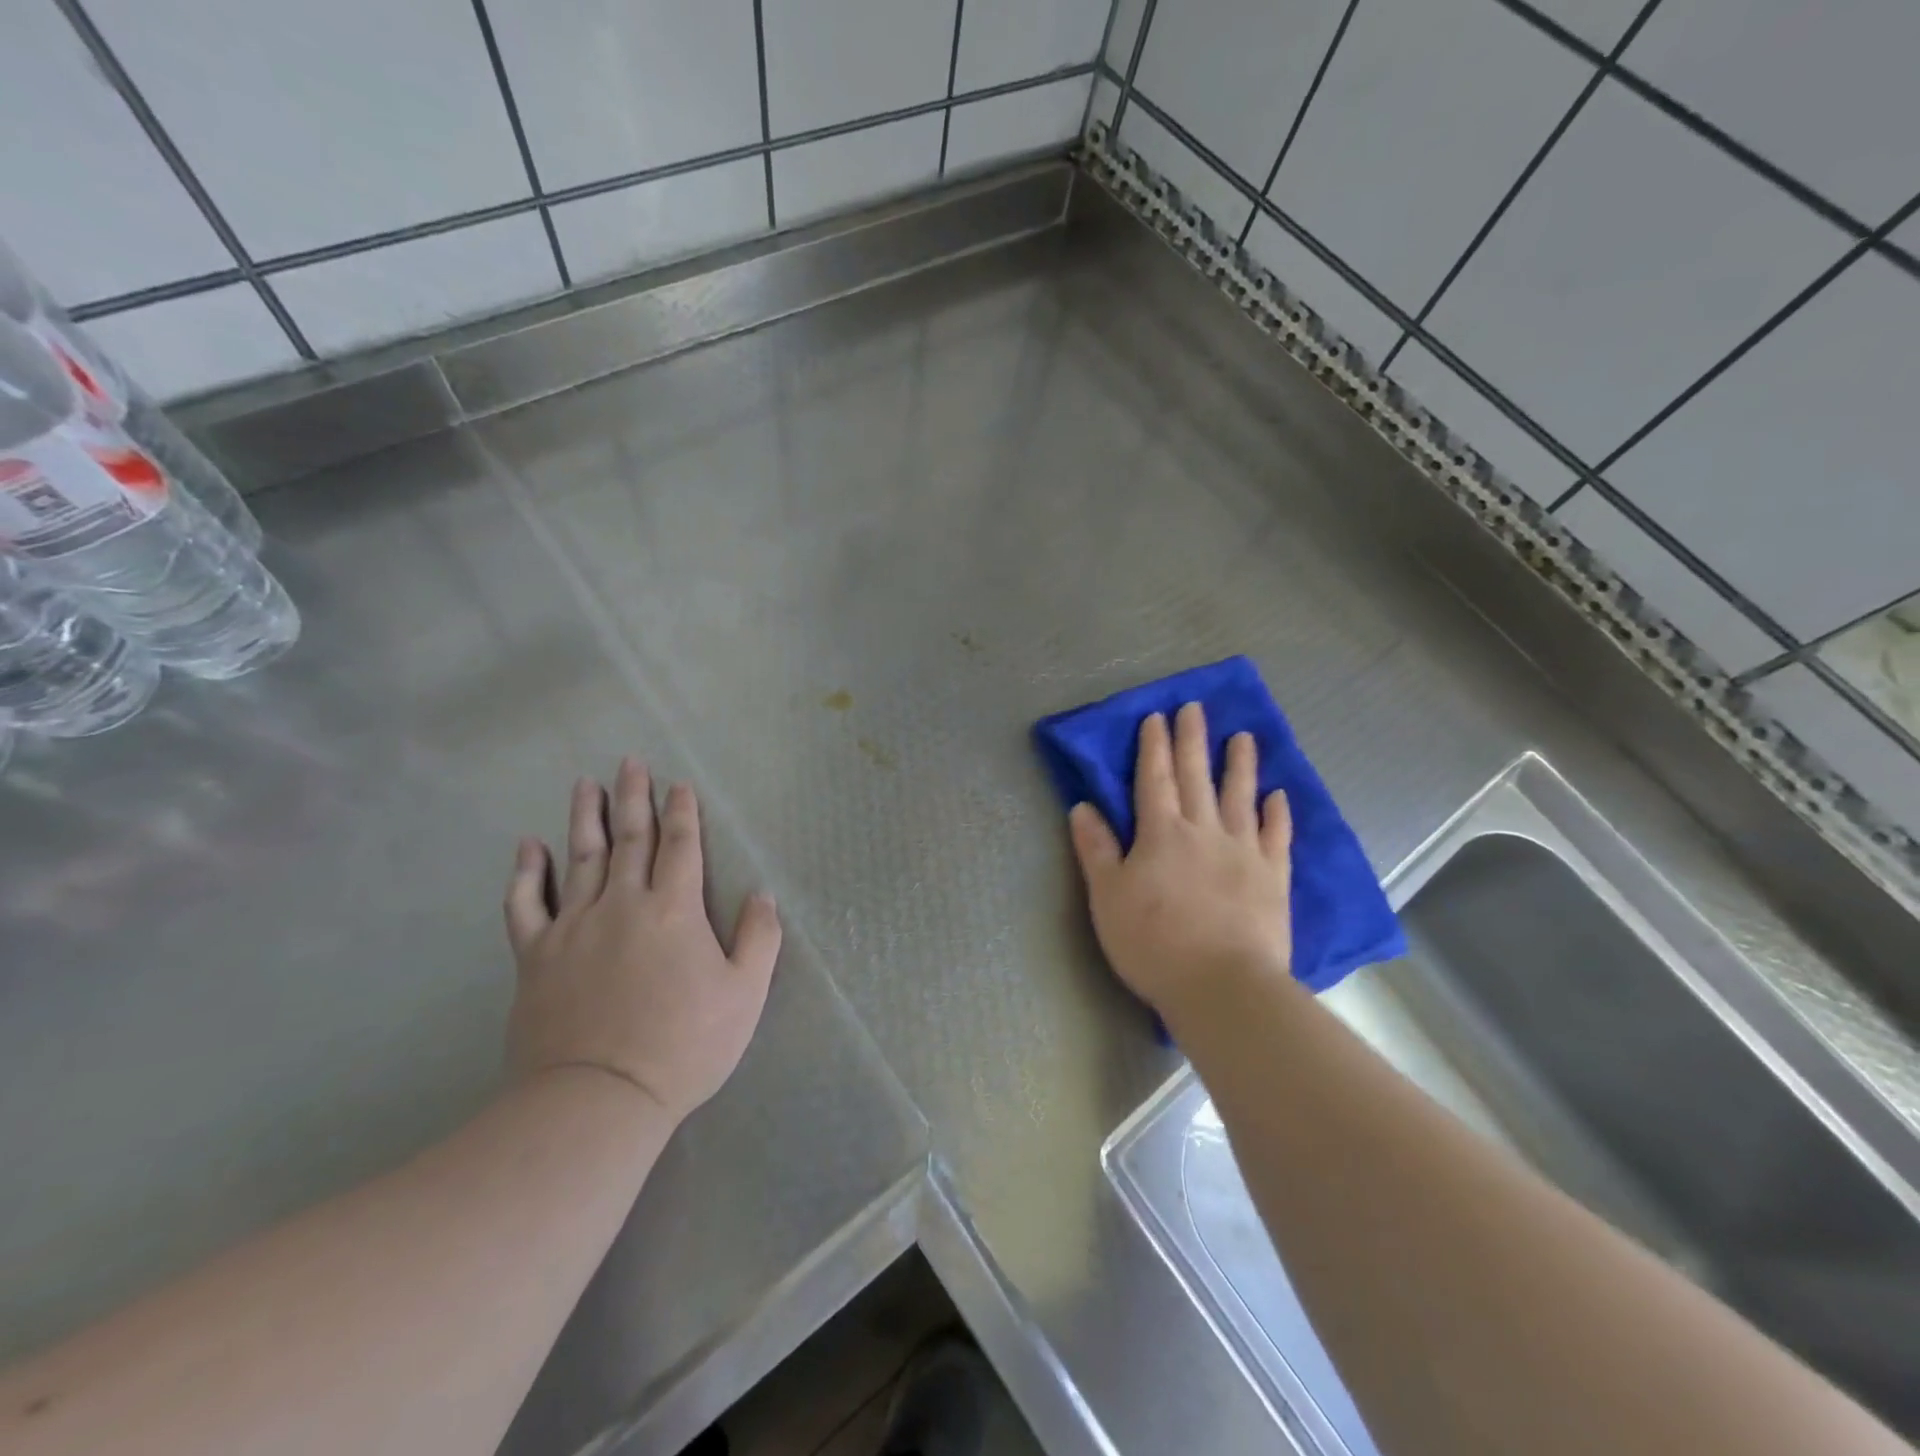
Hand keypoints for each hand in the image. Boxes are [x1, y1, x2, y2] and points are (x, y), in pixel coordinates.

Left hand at [503, 759, 781, 1124]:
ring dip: (585, 818)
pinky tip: (528, 847)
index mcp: (674, 910)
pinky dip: (526, 872)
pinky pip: (526, 904)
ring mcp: (574, 927)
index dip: (682, 812)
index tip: (679, 784)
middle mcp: (622, 904)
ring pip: (580, 858)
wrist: (598, 1099)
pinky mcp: (535, 956)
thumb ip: (759, 938)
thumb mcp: (744, 995)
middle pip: (630, 839)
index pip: (681, 846)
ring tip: (586, 785)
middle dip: (634, 798)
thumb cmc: (684, 1046)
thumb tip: (762, 894)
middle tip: (630, 762)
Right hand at [1068, 703, 1292, 1025]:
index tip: (1156, 717)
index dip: (1153, 747)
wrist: (1222, 985)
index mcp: (1161, 834)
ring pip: (1240, 797)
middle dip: (1192, 740)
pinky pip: (1277, 836)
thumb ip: (1096, 849)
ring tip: (1243, 736)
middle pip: (1197, 777)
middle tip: (1195, 708)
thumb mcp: (1107, 897)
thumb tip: (1082, 806)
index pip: (1154, 779)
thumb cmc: (1153, 943)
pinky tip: (1278, 795)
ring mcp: (1243, 852)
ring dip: (1240, 764)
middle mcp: (1204, 831)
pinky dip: (1277, 813)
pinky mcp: (1273, 878)